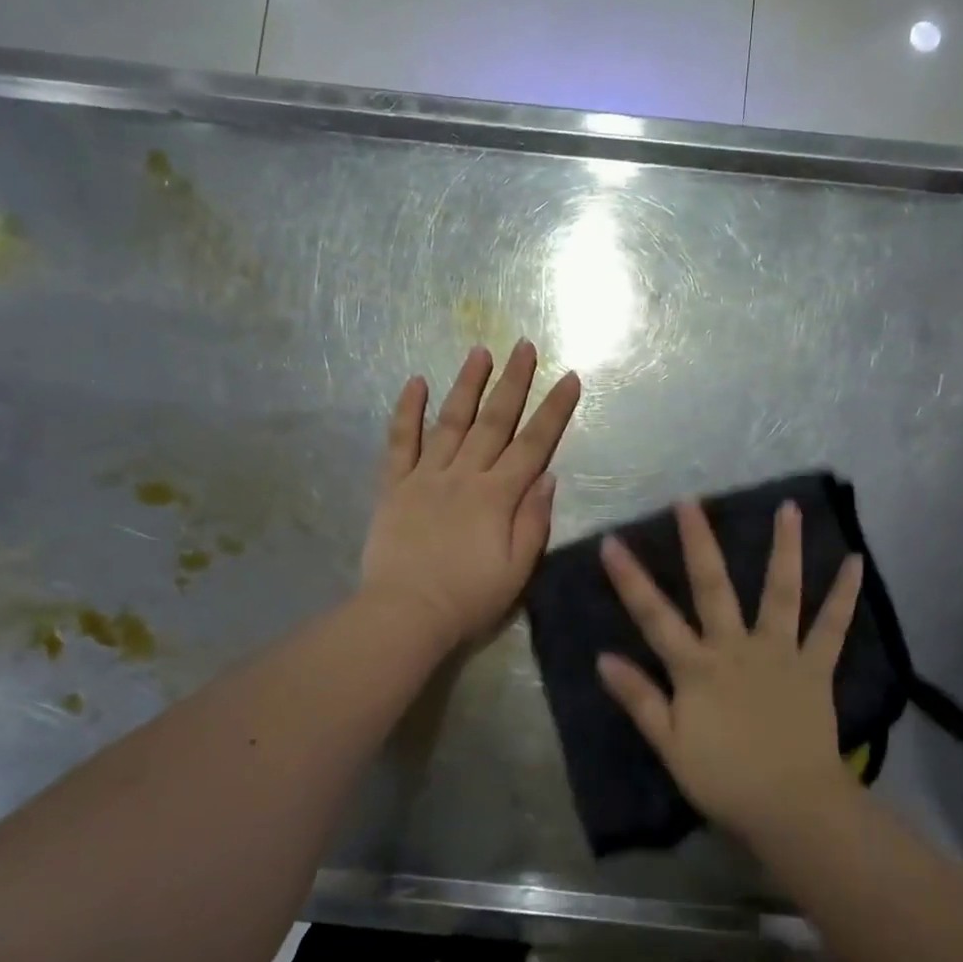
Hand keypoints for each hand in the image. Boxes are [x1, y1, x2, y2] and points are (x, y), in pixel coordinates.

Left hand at [362, 341, 580, 650]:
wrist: (405, 615)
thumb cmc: (469, 599)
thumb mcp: (517, 569)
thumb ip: (534, 520)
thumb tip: (548, 476)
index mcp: (498, 496)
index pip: (533, 444)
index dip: (553, 410)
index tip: (568, 377)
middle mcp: (464, 476)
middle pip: (493, 421)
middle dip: (513, 382)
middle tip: (524, 346)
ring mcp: (425, 477)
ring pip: (450, 421)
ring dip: (466, 385)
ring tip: (479, 352)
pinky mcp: (393, 486)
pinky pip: (399, 442)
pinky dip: (406, 411)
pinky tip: (415, 382)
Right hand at [596, 499, 865, 840]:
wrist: (792, 808)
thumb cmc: (725, 780)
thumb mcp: (670, 746)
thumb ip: (639, 699)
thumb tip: (603, 658)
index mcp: (697, 667)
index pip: (654, 616)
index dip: (630, 579)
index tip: (612, 541)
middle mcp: (737, 647)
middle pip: (714, 587)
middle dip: (699, 542)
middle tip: (690, 500)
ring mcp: (780, 652)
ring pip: (781, 593)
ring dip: (784, 549)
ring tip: (789, 508)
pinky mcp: (815, 666)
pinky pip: (832, 627)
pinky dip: (844, 595)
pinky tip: (855, 561)